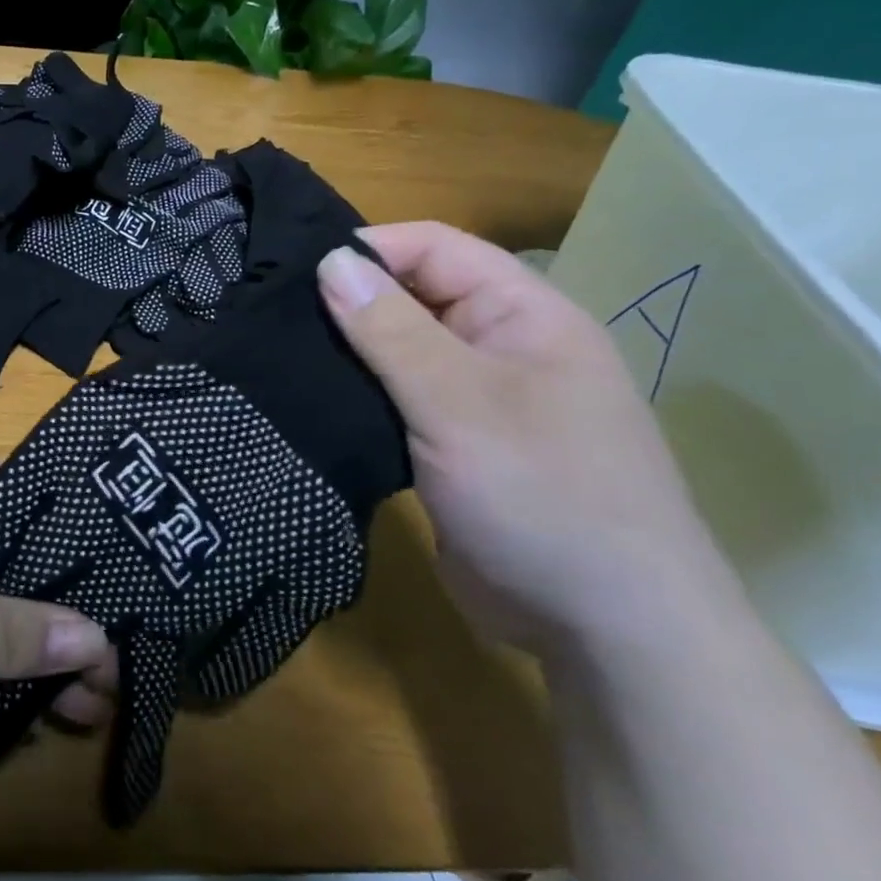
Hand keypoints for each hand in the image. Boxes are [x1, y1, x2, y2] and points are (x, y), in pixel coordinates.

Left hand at [0, 461, 116, 776]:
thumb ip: (20, 632)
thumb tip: (101, 642)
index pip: (21, 484)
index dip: (76, 520)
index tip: (129, 562)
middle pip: (11, 554)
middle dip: (60, 606)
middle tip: (116, 654)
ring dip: (33, 649)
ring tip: (91, 700)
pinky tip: (40, 708)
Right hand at [317, 222, 739, 655]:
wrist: (607, 632)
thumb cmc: (543, 495)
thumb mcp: (459, 403)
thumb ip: (391, 330)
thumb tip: (330, 261)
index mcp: (523, 315)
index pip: (436, 248)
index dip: (370, 248)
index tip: (297, 273)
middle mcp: (501, 347)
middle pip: (415, 297)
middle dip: (351, 303)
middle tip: (273, 318)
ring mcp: (478, 402)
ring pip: (401, 354)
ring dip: (350, 355)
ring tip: (280, 357)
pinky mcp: (453, 449)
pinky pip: (398, 404)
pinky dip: (360, 399)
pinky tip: (313, 404)